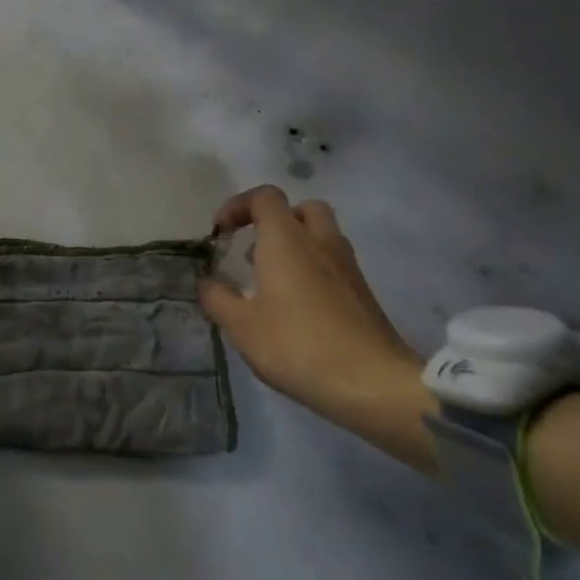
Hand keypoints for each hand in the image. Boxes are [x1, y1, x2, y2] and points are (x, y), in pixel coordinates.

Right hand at [199, 187, 435, 468]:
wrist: (371, 382)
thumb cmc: (297, 345)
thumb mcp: (241, 326)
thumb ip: (217, 297)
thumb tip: (207, 281)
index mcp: (286, 239)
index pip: (264, 197)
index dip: (238, 206)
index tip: (221, 234)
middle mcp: (319, 241)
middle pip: (301, 209)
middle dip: (275, 221)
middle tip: (255, 249)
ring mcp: (347, 266)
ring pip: (322, 235)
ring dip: (297, 245)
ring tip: (272, 280)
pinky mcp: (363, 292)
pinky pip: (334, 263)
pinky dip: (314, 269)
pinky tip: (298, 306)